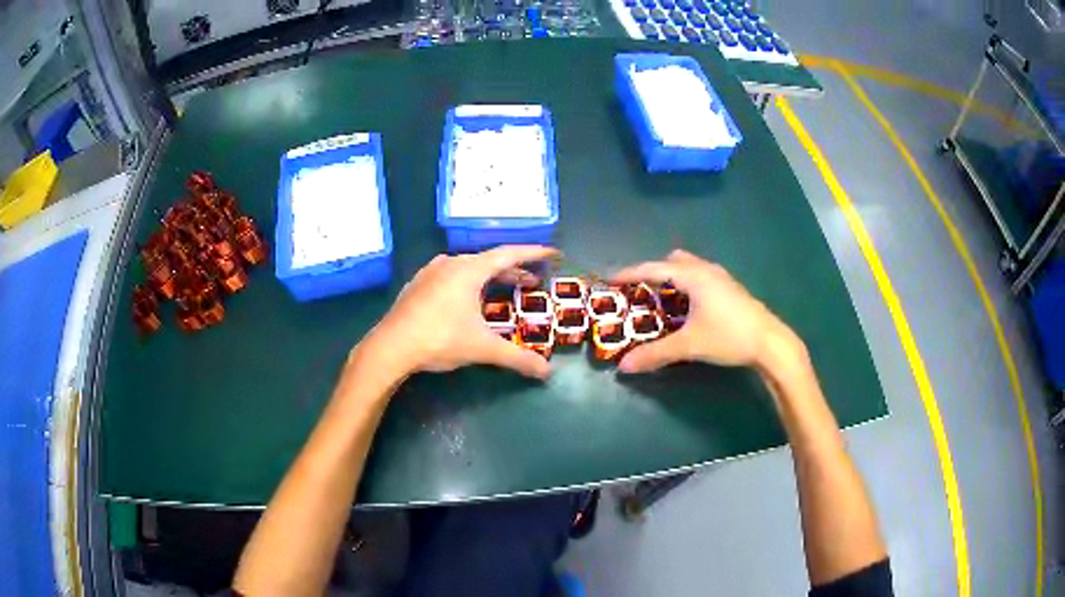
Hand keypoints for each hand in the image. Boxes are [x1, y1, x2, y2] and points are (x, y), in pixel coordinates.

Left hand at [358, 245, 558, 380]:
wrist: (390, 347)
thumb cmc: (439, 339)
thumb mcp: (483, 349)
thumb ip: (517, 358)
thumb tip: (547, 373)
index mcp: (469, 270)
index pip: (509, 254)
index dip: (534, 253)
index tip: (552, 253)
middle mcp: (450, 264)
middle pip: (489, 261)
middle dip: (513, 270)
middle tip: (532, 281)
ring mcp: (430, 272)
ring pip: (468, 268)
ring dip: (490, 277)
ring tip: (503, 289)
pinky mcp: (417, 285)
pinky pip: (450, 276)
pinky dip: (468, 283)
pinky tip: (467, 299)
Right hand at [612, 249, 802, 373]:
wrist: (770, 343)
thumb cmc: (729, 337)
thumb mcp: (690, 345)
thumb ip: (655, 354)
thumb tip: (624, 366)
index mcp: (694, 276)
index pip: (654, 268)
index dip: (630, 273)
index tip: (611, 279)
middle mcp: (706, 270)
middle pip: (673, 262)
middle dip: (653, 273)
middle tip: (639, 292)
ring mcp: (721, 278)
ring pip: (689, 268)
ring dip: (672, 279)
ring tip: (660, 300)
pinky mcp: (730, 289)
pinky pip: (700, 278)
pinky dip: (686, 285)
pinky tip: (687, 308)